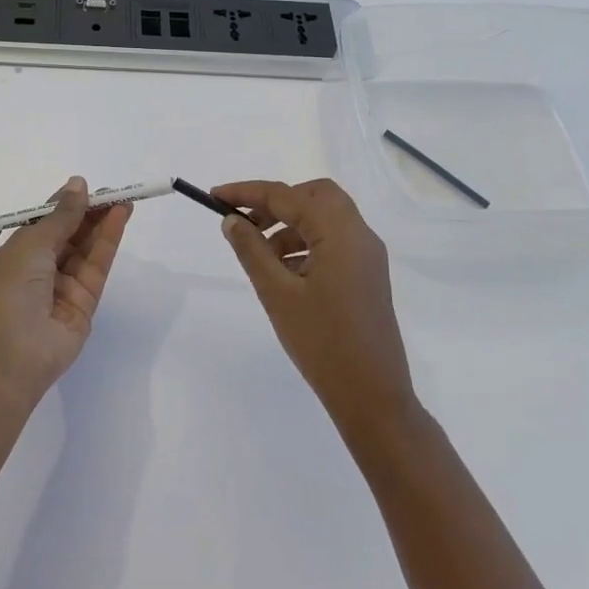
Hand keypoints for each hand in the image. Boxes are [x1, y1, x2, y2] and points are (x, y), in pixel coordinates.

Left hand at [0, 177, 132, 407]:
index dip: (66, 204)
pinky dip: (109, 241)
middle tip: (114, 192)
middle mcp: (41, 268)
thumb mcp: (31, 244)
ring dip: (104, 223)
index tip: (87, 187)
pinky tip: (119, 218)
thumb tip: (77, 184)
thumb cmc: (10, 290)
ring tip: (123, 200)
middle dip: (90, 212)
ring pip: (87, 248)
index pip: (47, 222)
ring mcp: (64, 286)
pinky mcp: (86, 302)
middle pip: (71, 234)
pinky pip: (98, 266)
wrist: (11, 353)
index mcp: (19, 253)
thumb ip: (61, 215)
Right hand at [214, 179, 416, 435]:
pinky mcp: (367, 275)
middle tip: (246, 222)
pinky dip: (306, 242)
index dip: (248, 192)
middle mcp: (359, 235)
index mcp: (339, 232)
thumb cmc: (322, 342)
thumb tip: (232, 220)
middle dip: (277, 202)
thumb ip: (252, 250)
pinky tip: (283, 271)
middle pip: (315, 195)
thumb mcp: (277, 293)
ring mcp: (367, 255)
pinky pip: (334, 241)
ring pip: (325, 218)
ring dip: (290, 224)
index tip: (215, 196)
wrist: (372, 397)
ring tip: (260, 254)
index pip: (287, 195)